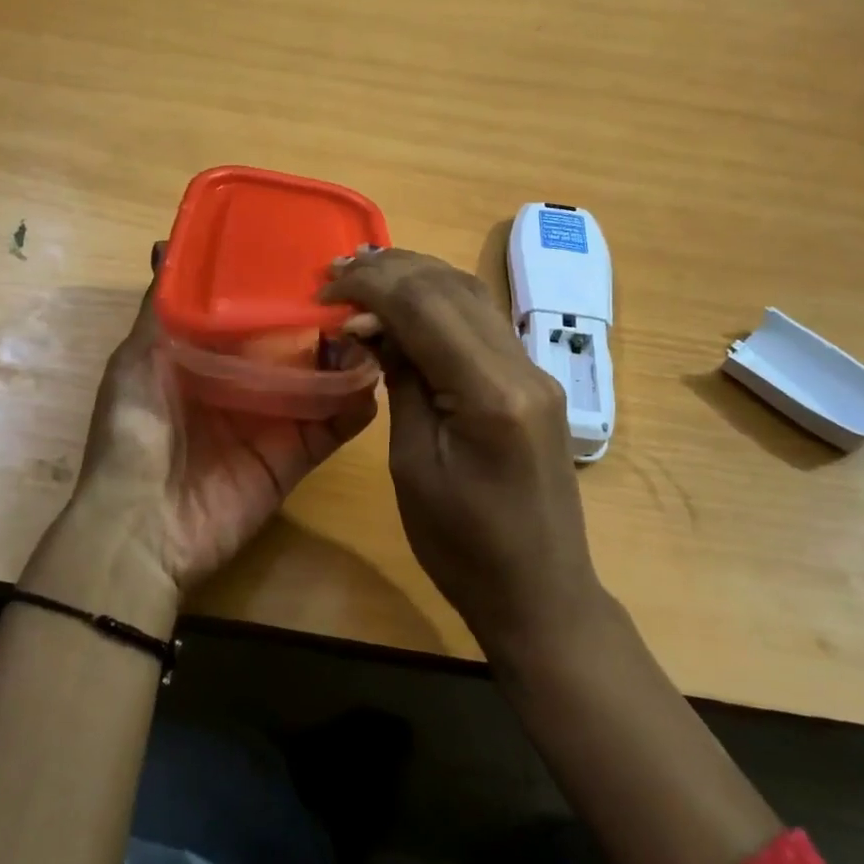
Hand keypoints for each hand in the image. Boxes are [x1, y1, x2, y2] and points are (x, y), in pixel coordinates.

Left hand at [59, 246, 377, 594]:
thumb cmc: (135, 433)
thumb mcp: (137, 360)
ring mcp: (278, 419)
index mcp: (211, 356)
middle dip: (327, 317)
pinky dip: (358, 403)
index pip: (256, 313)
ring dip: (351, 355)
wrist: (144, 528)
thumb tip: (166, 245)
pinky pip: (337, 425)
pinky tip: (372, 380)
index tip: (312, 256)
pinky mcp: (299, 455)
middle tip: (358, 288)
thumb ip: (162, 309)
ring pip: (325, 378)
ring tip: (373, 327)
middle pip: (298, 343)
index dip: (282, 286)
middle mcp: (249, 383)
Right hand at [321, 247, 603, 656]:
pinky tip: (407, 309)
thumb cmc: (462, 548)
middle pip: (452, 287)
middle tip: (337, 275)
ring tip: (365, 280)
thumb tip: (374, 325)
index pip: (426, 305)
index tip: (324, 290)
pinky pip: (483, 323)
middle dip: (391, 271)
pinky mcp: (533, 381)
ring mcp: (535, 371)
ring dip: (417, 279)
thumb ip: (400, 381)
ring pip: (472, 296)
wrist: (539, 592)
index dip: (370, 285)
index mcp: (491, 393)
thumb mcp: (413, 465)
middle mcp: (523, 367)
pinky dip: (440, 304)